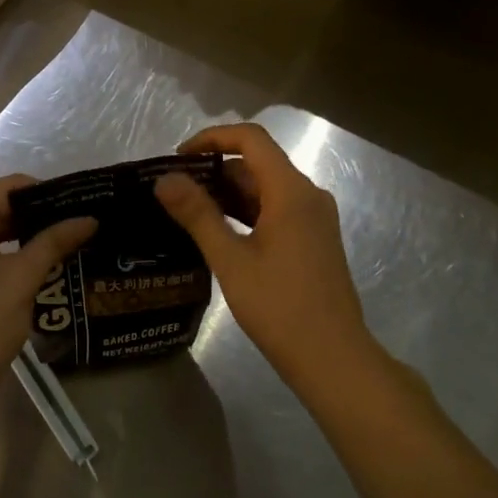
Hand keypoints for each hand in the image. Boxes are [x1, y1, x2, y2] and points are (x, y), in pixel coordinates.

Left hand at [0, 175, 96, 425]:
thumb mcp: (23, 279)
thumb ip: (54, 241)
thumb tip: (89, 219)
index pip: (9, 187)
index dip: (46, 196)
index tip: (75, 209)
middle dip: (30, 216)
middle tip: (68, 229)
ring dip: (11, 233)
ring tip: (51, 245)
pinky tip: (19, 261)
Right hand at [155, 124, 377, 387]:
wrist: (333, 359)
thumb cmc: (280, 307)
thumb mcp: (230, 259)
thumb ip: (197, 214)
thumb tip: (164, 179)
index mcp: (291, 191)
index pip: (250, 139)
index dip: (212, 138)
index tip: (178, 157)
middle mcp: (308, 196)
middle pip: (258, 162)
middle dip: (214, 168)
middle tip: (174, 189)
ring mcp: (314, 219)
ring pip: (265, 188)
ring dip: (227, 191)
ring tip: (186, 209)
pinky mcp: (313, 240)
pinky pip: (275, 209)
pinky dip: (245, 211)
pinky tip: (216, 231)